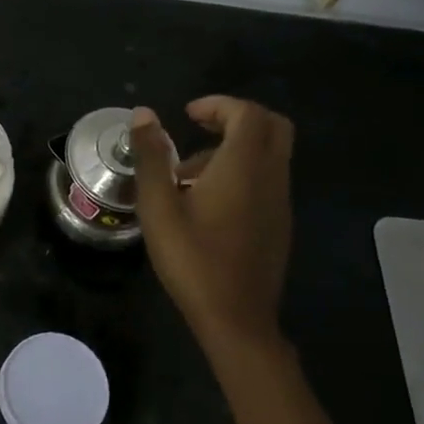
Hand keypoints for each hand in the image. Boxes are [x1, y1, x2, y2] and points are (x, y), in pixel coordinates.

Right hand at [127, 98, 295, 354]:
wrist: (236, 319)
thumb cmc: (192, 259)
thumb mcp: (158, 207)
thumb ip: (151, 157)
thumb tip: (143, 114)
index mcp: (244, 166)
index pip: (248, 113)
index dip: (219, 104)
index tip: (187, 115)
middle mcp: (271, 177)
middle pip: (272, 126)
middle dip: (236, 118)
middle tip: (199, 128)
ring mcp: (280, 202)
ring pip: (269, 154)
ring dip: (235, 148)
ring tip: (188, 174)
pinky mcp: (279, 224)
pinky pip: (267, 179)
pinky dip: (243, 172)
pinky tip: (207, 203)